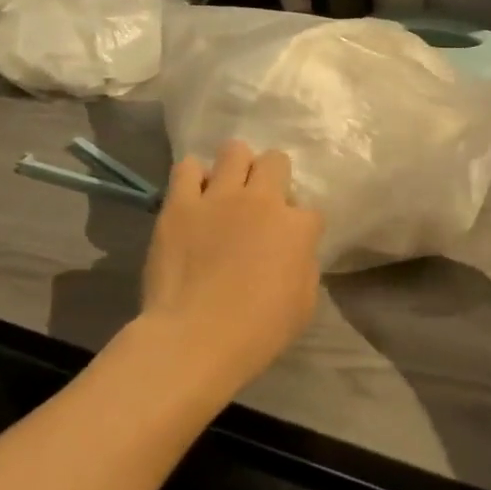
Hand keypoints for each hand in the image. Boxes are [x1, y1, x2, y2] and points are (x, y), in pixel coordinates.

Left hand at [138, 140, 324, 389]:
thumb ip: (303, 266)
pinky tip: (193, 197)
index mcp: (297, 227)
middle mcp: (262, 200)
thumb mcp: (303, 304)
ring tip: (226, 190)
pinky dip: (193, 177)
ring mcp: (219, 197)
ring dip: (236, 167)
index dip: (300, 225)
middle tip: (260, 205)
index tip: (289, 242)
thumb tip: (294, 251)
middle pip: (275, 161)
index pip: (309, 210)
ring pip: (235, 151)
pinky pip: (187, 168)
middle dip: (273, 177)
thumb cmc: (258, 331)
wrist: (195, 338)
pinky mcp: (180, 204)